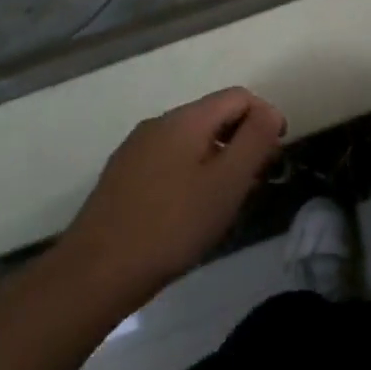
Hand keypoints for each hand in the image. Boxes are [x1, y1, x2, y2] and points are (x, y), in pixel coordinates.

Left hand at [50, 87, 285, 312]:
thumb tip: (269, 112)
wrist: (95, 273)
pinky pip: (170, 161)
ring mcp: (136, 150)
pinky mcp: (123, 177)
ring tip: (227, 200)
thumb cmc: (173, 225)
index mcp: (185, 119)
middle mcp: (158, 124)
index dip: (266, 118)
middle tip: (256, 182)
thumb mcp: (227, 182)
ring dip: (219, 160)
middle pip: (214, 116)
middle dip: (243, 141)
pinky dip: (193, 173)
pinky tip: (192, 210)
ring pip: (192, 141)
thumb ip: (255, 140)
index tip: (275, 156)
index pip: (239, 97)